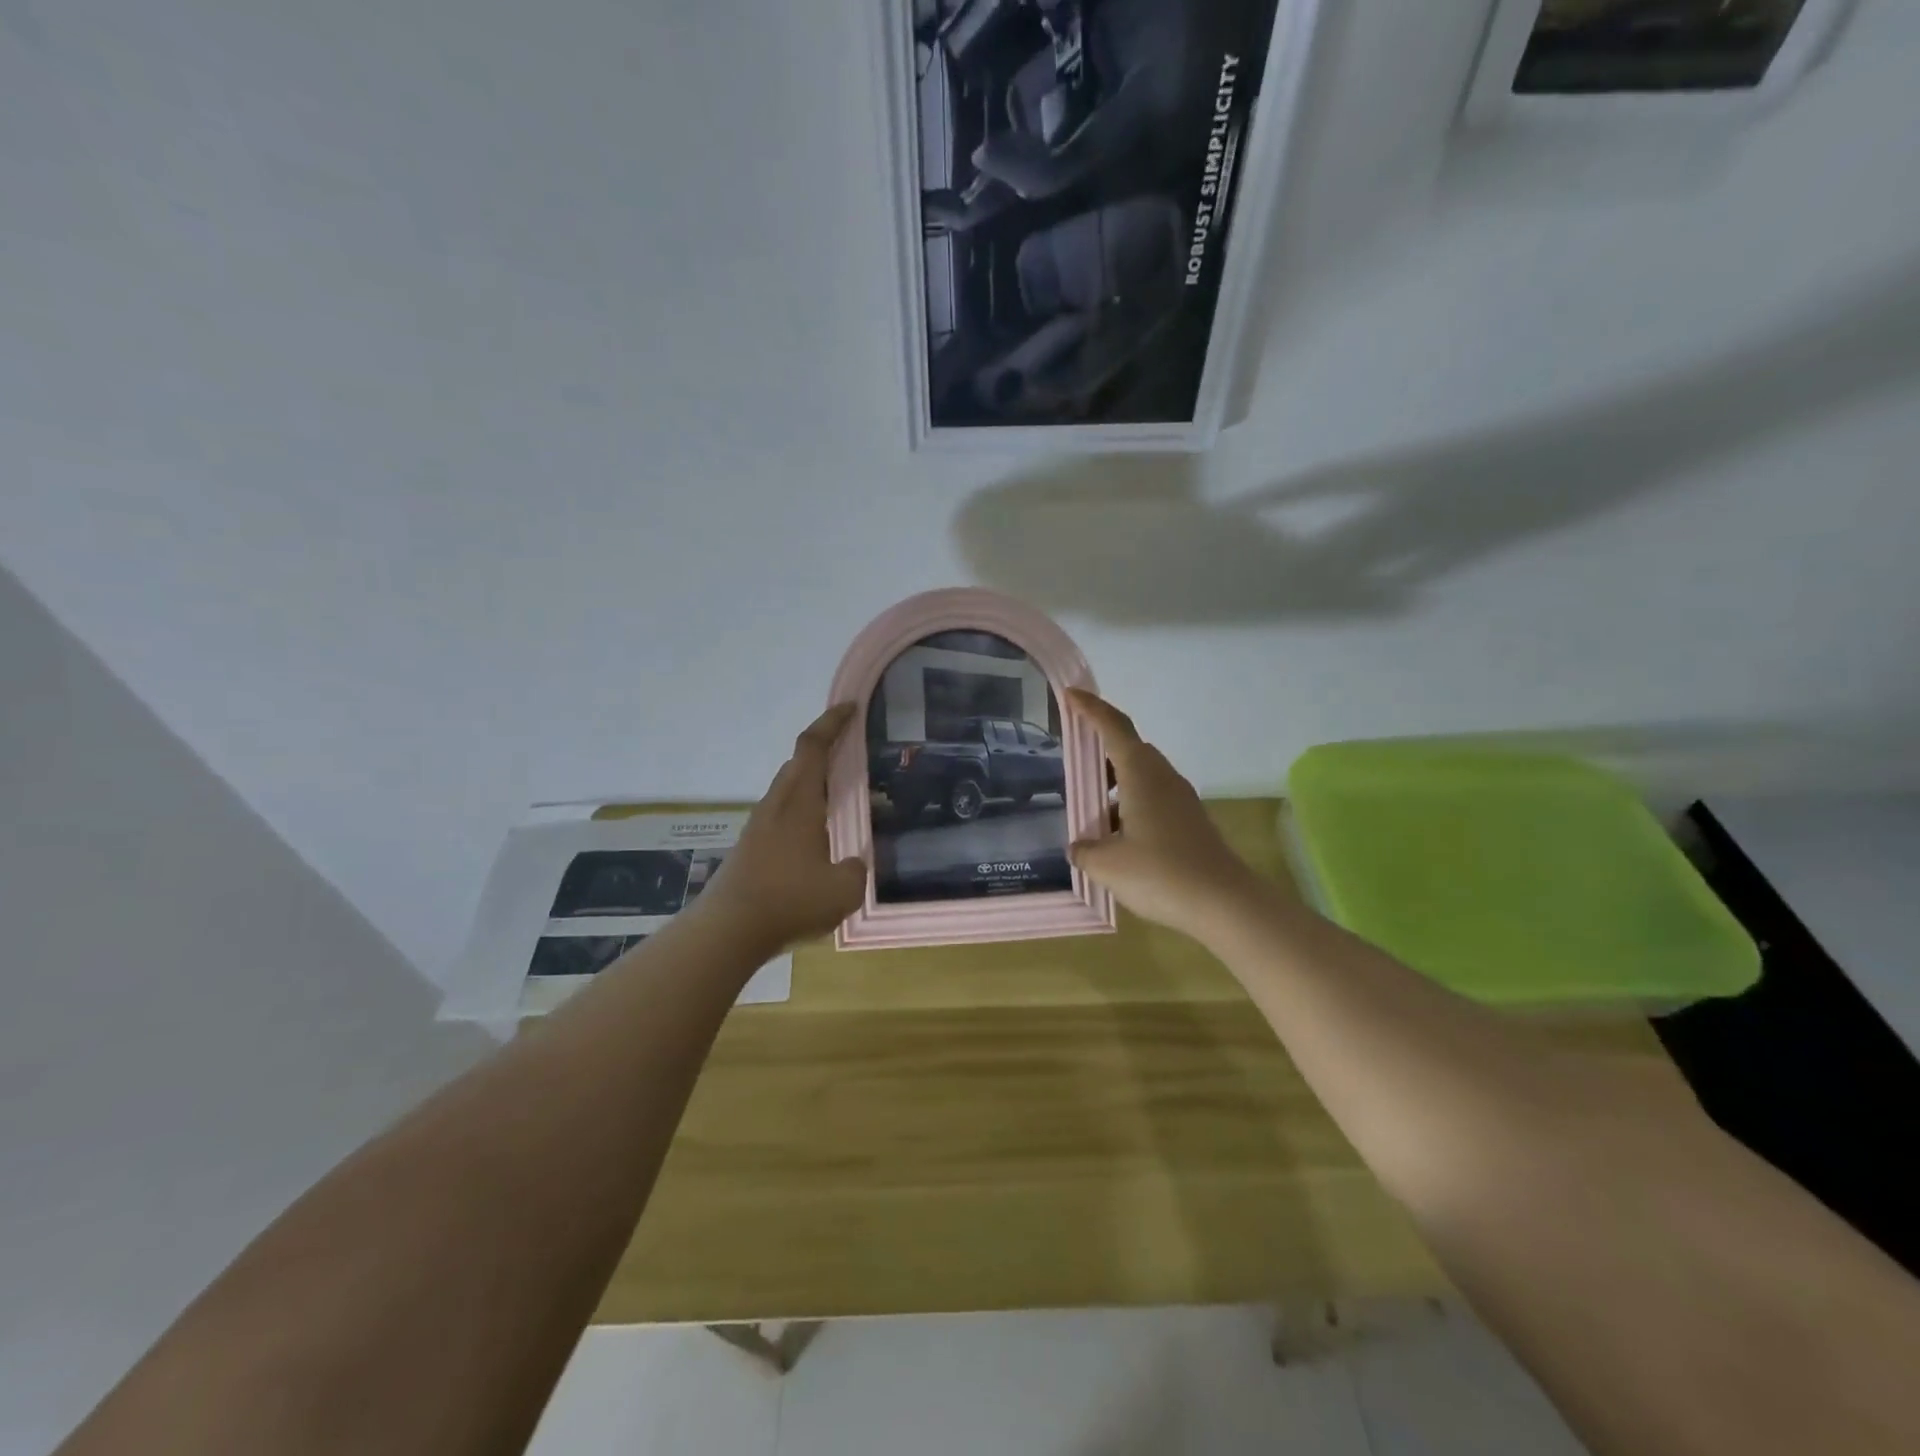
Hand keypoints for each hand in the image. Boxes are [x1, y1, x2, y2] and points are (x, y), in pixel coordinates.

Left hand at [697, 704, 867, 952]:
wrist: (728, 930)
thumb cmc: (789, 901)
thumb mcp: (843, 889)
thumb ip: (857, 870)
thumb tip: (854, 863)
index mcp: (799, 802)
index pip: (813, 747)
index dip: (831, 722)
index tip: (850, 707)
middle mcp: (776, 805)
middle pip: (798, 764)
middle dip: (824, 751)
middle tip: (852, 755)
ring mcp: (758, 826)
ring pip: (787, 790)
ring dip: (812, 784)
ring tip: (839, 800)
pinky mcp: (750, 848)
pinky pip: (780, 815)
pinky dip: (801, 812)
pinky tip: (815, 839)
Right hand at [1066, 689, 1276, 942]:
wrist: (1224, 903)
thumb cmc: (1160, 874)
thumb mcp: (1107, 865)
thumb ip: (1085, 850)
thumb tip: (1079, 846)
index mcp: (1141, 775)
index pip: (1113, 727)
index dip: (1091, 708)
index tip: (1071, 694)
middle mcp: (1163, 778)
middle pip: (1130, 749)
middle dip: (1101, 749)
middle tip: (1075, 759)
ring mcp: (1181, 799)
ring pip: (1142, 776)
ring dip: (1116, 783)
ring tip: (1091, 809)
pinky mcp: (1190, 821)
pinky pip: (1153, 798)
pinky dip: (1131, 804)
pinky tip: (1119, 836)